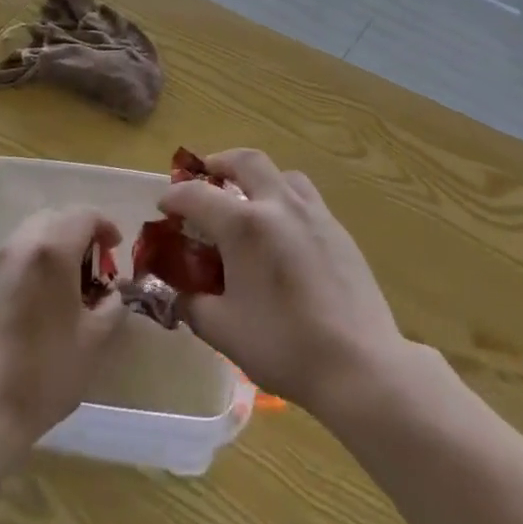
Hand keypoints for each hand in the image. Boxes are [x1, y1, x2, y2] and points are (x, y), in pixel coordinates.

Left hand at [0, 208, 127, 447]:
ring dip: (56, 242)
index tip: (116, 249)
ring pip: (33, 231)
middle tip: (95, 261)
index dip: (106, 226)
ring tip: (69, 277)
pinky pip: (15, 253)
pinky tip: (42, 293)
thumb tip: (116, 292)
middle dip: (80, 230)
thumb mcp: (95, 339)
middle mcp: (22, 244)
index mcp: (53, 250)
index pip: (85, 215)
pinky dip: (34, 257)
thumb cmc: (46, 371)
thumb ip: (113, 305)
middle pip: (57, 216)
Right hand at [159, 149, 406, 414]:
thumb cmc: (284, 347)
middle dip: (220, 162)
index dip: (175, 197)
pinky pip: (304, 196)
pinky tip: (282, 230)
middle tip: (206, 176)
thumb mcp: (223, 331)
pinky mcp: (338, 228)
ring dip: (257, 176)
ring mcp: (314, 212)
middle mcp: (279, 205)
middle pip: (246, 161)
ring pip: (281, 173)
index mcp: (245, 225)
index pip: (198, 195)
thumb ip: (192, 305)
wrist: (359, 362)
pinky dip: (283, 197)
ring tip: (246, 199)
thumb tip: (176, 294)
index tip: (164, 206)